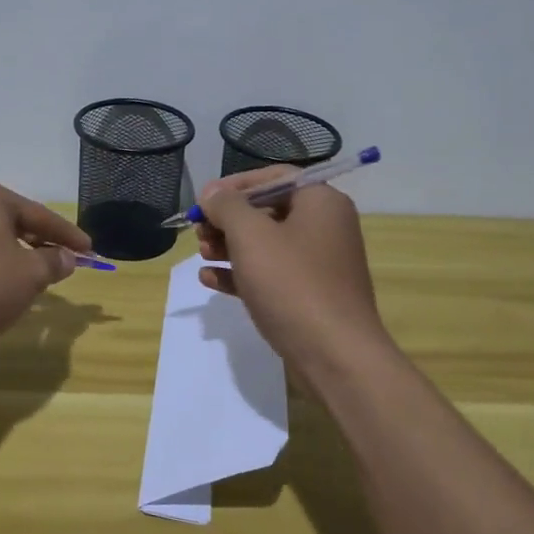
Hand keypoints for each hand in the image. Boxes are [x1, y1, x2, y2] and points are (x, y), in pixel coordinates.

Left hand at [0, 177, 93, 340]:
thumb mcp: (31, 274)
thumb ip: (54, 262)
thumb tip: (67, 258)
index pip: (38, 214)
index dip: (67, 235)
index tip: (89, 250)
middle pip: (10, 222)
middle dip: (38, 242)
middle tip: (62, 260)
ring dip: (12, 254)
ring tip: (31, 275)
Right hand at [196, 165, 388, 371]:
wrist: (335, 356)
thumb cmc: (293, 284)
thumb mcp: (252, 236)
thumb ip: (227, 207)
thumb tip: (212, 192)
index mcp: (320, 202)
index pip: (274, 177)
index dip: (235, 185)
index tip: (204, 200)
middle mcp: (324, 227)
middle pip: (267, 210)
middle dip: (228, 220)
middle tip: (198, 231)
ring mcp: (318, 264)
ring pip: (266, 244)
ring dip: (229, 246)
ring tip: (202, 254)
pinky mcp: (308, 296)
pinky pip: (270, 275)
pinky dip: (241, 273)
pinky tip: (211, 279)